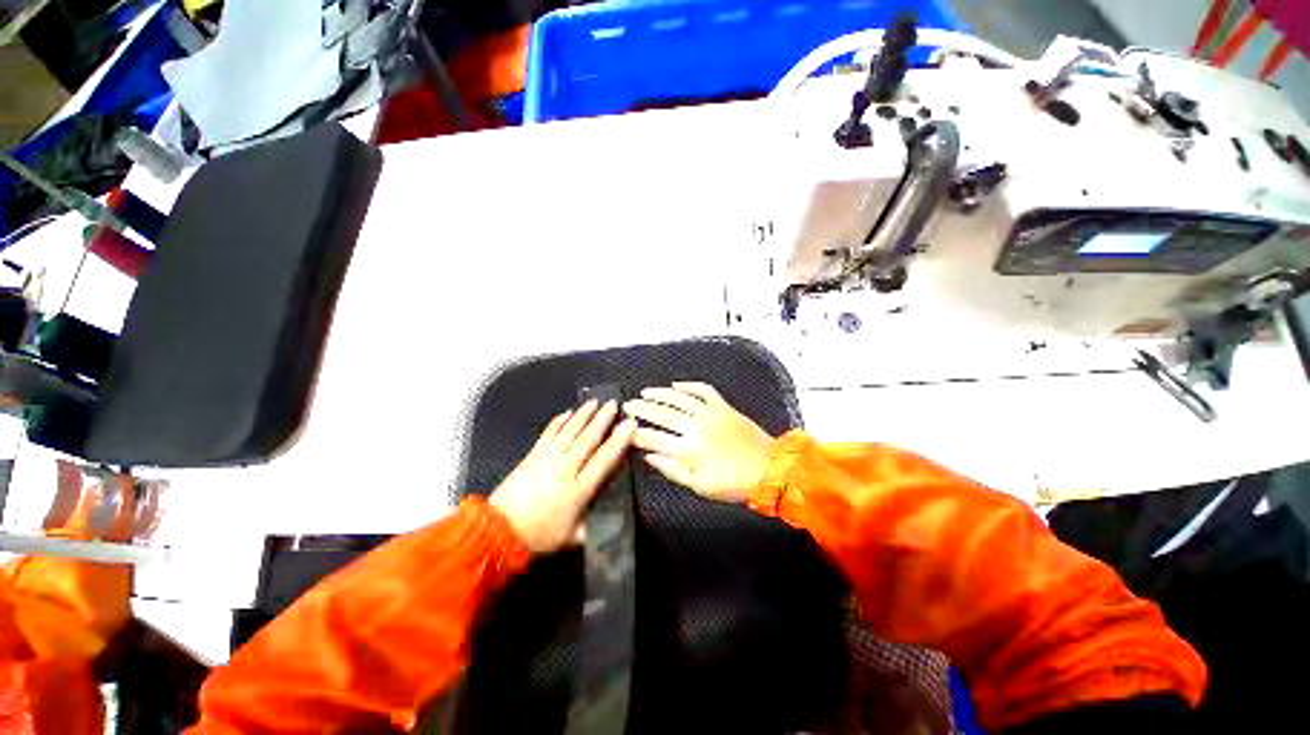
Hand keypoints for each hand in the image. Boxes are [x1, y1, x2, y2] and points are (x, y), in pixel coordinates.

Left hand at [489, 399, 636, 553]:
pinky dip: (558, 422)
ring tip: (594, 402)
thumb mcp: (573, 537)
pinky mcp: (532, 455)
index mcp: (579, 489)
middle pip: (587, 439)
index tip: (629, 425)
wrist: (498, 532)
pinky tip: (566, 413)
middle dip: (602, 420)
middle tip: (613, 404)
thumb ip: (595, 526)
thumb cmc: (539, 536)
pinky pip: (548, 433)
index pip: (604, 460)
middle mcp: (565, 469)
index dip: (619, 441)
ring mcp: (547, 459)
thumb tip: (613, 519)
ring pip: (569, 432)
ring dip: (583, 415)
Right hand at [623, 382, 776, 502]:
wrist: (769, 469)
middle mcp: (695, 426)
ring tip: (645, 392)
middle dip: (641, 408)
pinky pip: (702, 390)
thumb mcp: (699, 486)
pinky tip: (676, 385)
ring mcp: (710, 412)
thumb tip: (648, 456)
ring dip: (659, 393)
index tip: (624, 429)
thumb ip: (671, 469)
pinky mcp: (723, 405)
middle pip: (661, 413)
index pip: (652, 437)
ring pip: (678, 397)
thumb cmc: (732, 483)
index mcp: (687, 449)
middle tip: (628, 405)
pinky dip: (688, 385)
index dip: (635, 433)